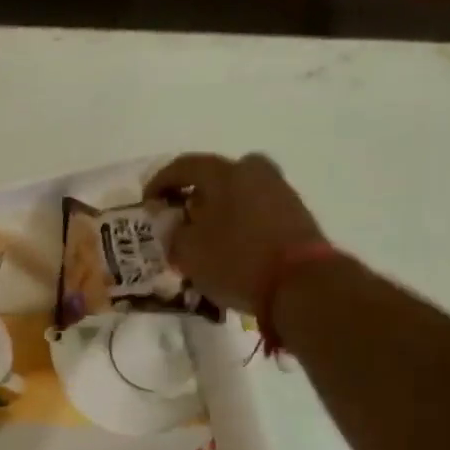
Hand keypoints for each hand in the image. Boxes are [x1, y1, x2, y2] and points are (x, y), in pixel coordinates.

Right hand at [146, 153, 327, 314]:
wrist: (301, 283)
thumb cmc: (236, 260)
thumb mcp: (188, 251)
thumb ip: (173, 232)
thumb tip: (172, 222)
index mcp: (224, 172)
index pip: (183, 166)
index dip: (159, 183)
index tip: (147, 204)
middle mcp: (254, 171)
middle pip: (216, 176)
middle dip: (194, 194)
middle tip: (181, 217)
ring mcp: (280, 191)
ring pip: (238, 193)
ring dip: (218, 210)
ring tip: (204, 237)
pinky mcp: (295, 214)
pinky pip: (255, 210)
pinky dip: (238, 222)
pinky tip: (230, 246)